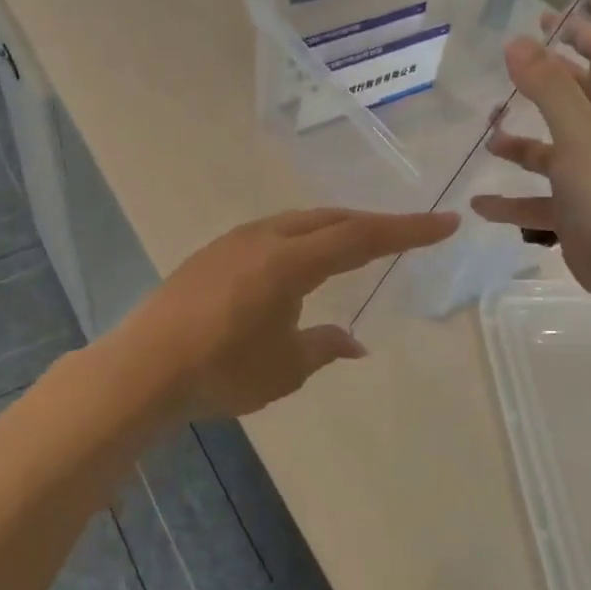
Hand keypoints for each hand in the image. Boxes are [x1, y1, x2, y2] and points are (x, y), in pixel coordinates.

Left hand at [120, 208, 458, 419]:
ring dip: (334, 228)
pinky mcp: (213, 254)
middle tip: (406, 233)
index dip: (407, 231)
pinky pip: (273, 233)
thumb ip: (324, 347)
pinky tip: (299, 262)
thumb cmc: (221, 370)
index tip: (446, 222)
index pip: (361, 237)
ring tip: (357, 245)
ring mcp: (234, 241)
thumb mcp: (285, 368)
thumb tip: (354, 342)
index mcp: (290, 260)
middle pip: (331, 219)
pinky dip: (302, 239)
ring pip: (299, 221)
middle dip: (372, 224)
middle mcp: (265, 238)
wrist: (144, 367)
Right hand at [471, 16, 590, 302]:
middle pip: (573, 99)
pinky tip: (479, 205)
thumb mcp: (577, 131)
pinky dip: (509, 201)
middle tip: (504, 71)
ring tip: (488, 137)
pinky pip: (535, 200)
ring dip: (519, 145)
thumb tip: (515, 44)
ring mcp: (589, 176)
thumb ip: (546, 86)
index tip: (541, 20)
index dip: (576, 34)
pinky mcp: (573, 210)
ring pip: (549, 151)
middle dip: (541, 84)